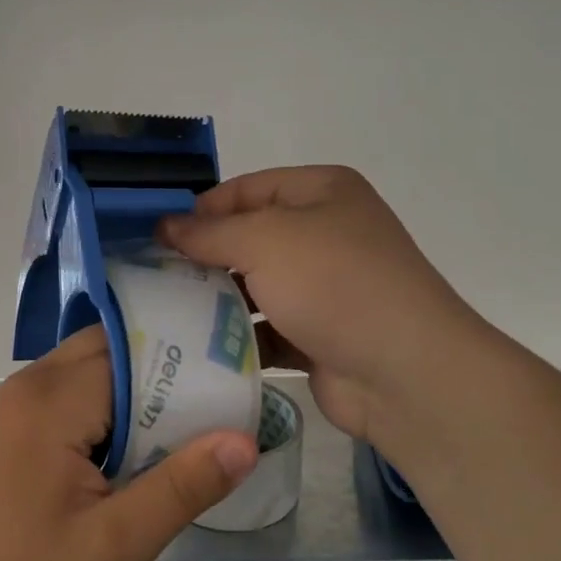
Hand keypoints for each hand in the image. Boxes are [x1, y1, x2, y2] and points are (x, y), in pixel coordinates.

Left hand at [0, 326, 257, 560]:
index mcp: (51, 400)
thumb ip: (182, 487)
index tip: (230, 375)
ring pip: (89, 367)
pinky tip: (137, 441)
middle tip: (218, 395)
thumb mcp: (117, 544)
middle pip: (108, 347)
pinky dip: (108, 404)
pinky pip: (70, 391)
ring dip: (135, 387)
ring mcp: (15, 403)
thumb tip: (244, 441)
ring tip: (189, 417)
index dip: (181, 360)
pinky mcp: (12, 425)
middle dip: (162, 367)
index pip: (129, 350)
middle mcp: (29, 385)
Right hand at [160, 166, 485, 446]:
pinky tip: (199, 349)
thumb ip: (208, 232)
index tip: (157, 237)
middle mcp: (325, 233)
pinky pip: (267, 329)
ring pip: (256, 286)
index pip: (247, 188)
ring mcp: (324, 287)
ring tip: (167, 314)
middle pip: (249, 238)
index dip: (202, 209)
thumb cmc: (334, 283)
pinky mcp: (319, 335)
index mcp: (321, 193)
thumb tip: (164, 225)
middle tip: (155, 278)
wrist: (405, 372)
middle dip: (205, 258)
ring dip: (217, 300)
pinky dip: (238, 338)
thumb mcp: (265, 240)